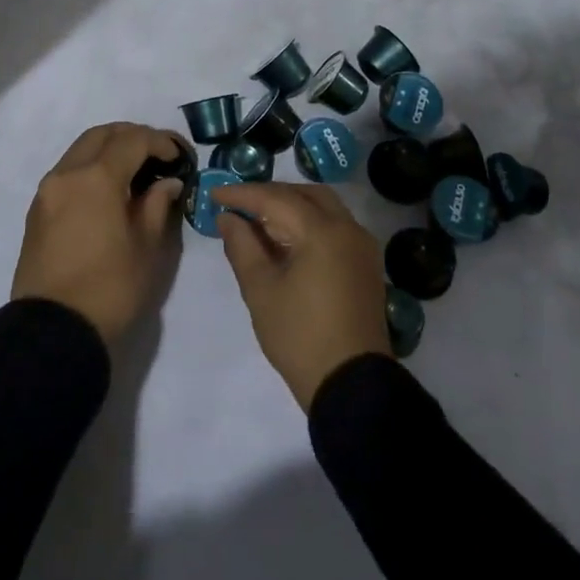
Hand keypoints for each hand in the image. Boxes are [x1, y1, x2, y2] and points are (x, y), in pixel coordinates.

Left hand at [11, 122, 184, 344]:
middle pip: (102, 135)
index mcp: (96, 178)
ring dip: (109, 150)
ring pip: (80, 150)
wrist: (53, 333)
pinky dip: (90, 168)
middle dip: (132, 136)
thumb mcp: (147, 249)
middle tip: (158, 155)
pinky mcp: (37, 210)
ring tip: (135, 171)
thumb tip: (166, 183)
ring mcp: (47, 191)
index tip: (179, 157)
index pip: (132, 140)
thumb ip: (157, 205)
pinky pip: (68, 172)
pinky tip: (108, 191)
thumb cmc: (110, 290)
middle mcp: (67, 174)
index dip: (160, 142)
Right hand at [215, 182, 390, 410]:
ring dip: (291, 205)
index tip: (213, 193)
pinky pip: (335, 226)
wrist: (352, 386)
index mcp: (322, 232)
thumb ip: (242, 245)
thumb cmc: (300, 337)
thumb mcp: (261, 290)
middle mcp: (348, 228)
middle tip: (239, 204)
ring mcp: (362, 245)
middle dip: (270, 194)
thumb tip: (228, 217)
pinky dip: (309, 222)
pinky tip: (287, 239)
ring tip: (259, 220)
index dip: (242, 194)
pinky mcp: (366, 264)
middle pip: (304, 194)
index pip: (275, 199)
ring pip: (323, 207)